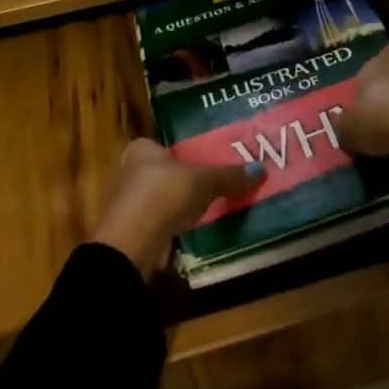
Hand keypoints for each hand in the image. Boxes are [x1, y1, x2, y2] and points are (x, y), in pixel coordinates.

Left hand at [91, 139, 263, 277]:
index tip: (202, 163)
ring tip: (205, 210)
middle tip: (209, 187)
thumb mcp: (204, 180)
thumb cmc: (164, 193)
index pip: (161, 146)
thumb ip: (229, 176)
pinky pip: (158, 224)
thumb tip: (261, 169)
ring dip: (176, 207)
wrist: (133, 243)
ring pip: (159, 201)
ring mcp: (127, 205)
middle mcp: (128, 172)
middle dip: (181, 181)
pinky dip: (171, 227)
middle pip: (161, 173)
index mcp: (141, 149)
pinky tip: (190, 232)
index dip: (180, 154)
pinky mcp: (131, 233)